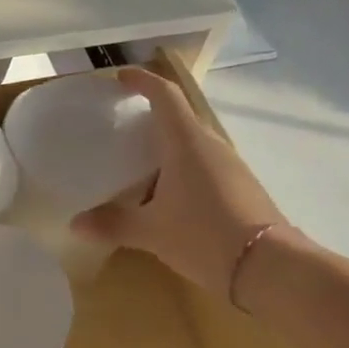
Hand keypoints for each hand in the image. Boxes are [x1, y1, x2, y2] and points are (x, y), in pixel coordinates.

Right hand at [70, 67, 291, 303]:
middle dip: (150, 115)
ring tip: (138, 162)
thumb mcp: (151, 232)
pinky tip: (168, 194)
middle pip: (178, 116)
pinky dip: (182, 166)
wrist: (272, 270)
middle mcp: (210, 145)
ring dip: (166, 144)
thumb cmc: (205, 236)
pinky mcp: (241, 186)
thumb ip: (112, 223)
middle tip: (120, 125)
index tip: (120, 77)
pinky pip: (204, 163)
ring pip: (192, 141)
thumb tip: (75, 223)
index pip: (164, 94)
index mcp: (186, 142)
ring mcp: (230, 165)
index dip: (142, 80)